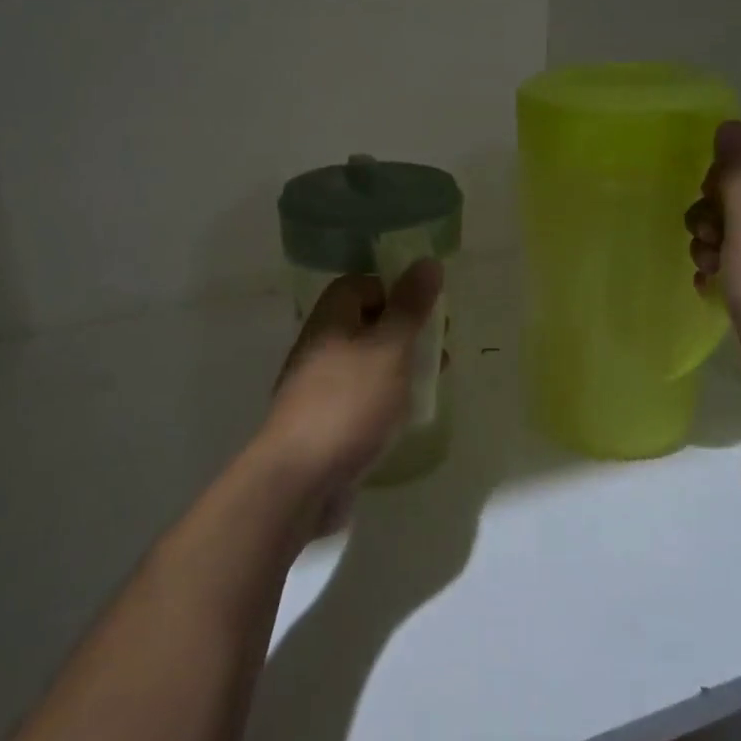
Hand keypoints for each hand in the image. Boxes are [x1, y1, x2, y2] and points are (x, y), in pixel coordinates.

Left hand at [255, 260, 443, 535]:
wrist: (300, 478)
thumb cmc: (349, 403)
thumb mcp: (389, 349)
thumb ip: (410, 307)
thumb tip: (427, 261)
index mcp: (331, 319)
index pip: (360, 285)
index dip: (394, 290)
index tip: (427, 311)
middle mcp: (320, 346)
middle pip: (366, 324)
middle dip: (406, 333)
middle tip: (441, 350)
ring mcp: (319, 387)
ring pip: (366, 363)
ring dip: (400, 367)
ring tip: (433, 384)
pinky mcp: (325, 422)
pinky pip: (361, 398)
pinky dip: (386, 399)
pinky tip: (405, 418)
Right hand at [685, 121, 740, 412]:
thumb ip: (740, 169)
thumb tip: (732, 123)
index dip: (730, 164)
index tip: (709, 187)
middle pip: (738, 195)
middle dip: (709, 210)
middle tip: (705, 233)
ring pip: (729, 233)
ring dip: (707, 244)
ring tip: (706, 265)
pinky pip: (730, 268)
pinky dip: (715, 273)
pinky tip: (708, 288)